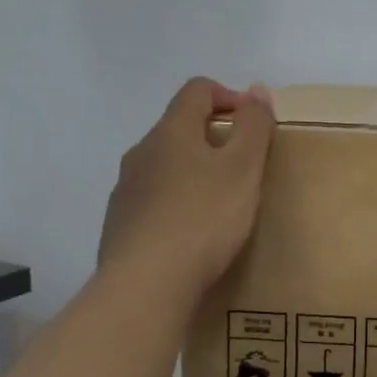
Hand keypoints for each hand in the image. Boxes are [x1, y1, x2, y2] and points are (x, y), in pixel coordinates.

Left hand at [99, 78, 275, 300]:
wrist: (145, 286)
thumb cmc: (203, 219)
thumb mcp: (243, 168)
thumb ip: (254, 125)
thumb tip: (257, 90)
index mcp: (171, 131)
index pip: (197, 90)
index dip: (230, 96)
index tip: (254, 125)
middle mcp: (141, 152)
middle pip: (179, 127)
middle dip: (214, 138)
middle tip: (244, 169)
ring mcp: (125, 190)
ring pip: (165, 165)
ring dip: (193, 172)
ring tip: (220, 205)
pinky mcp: (119, 224)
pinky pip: (153, 200)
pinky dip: (176, 204)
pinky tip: (192, 235)